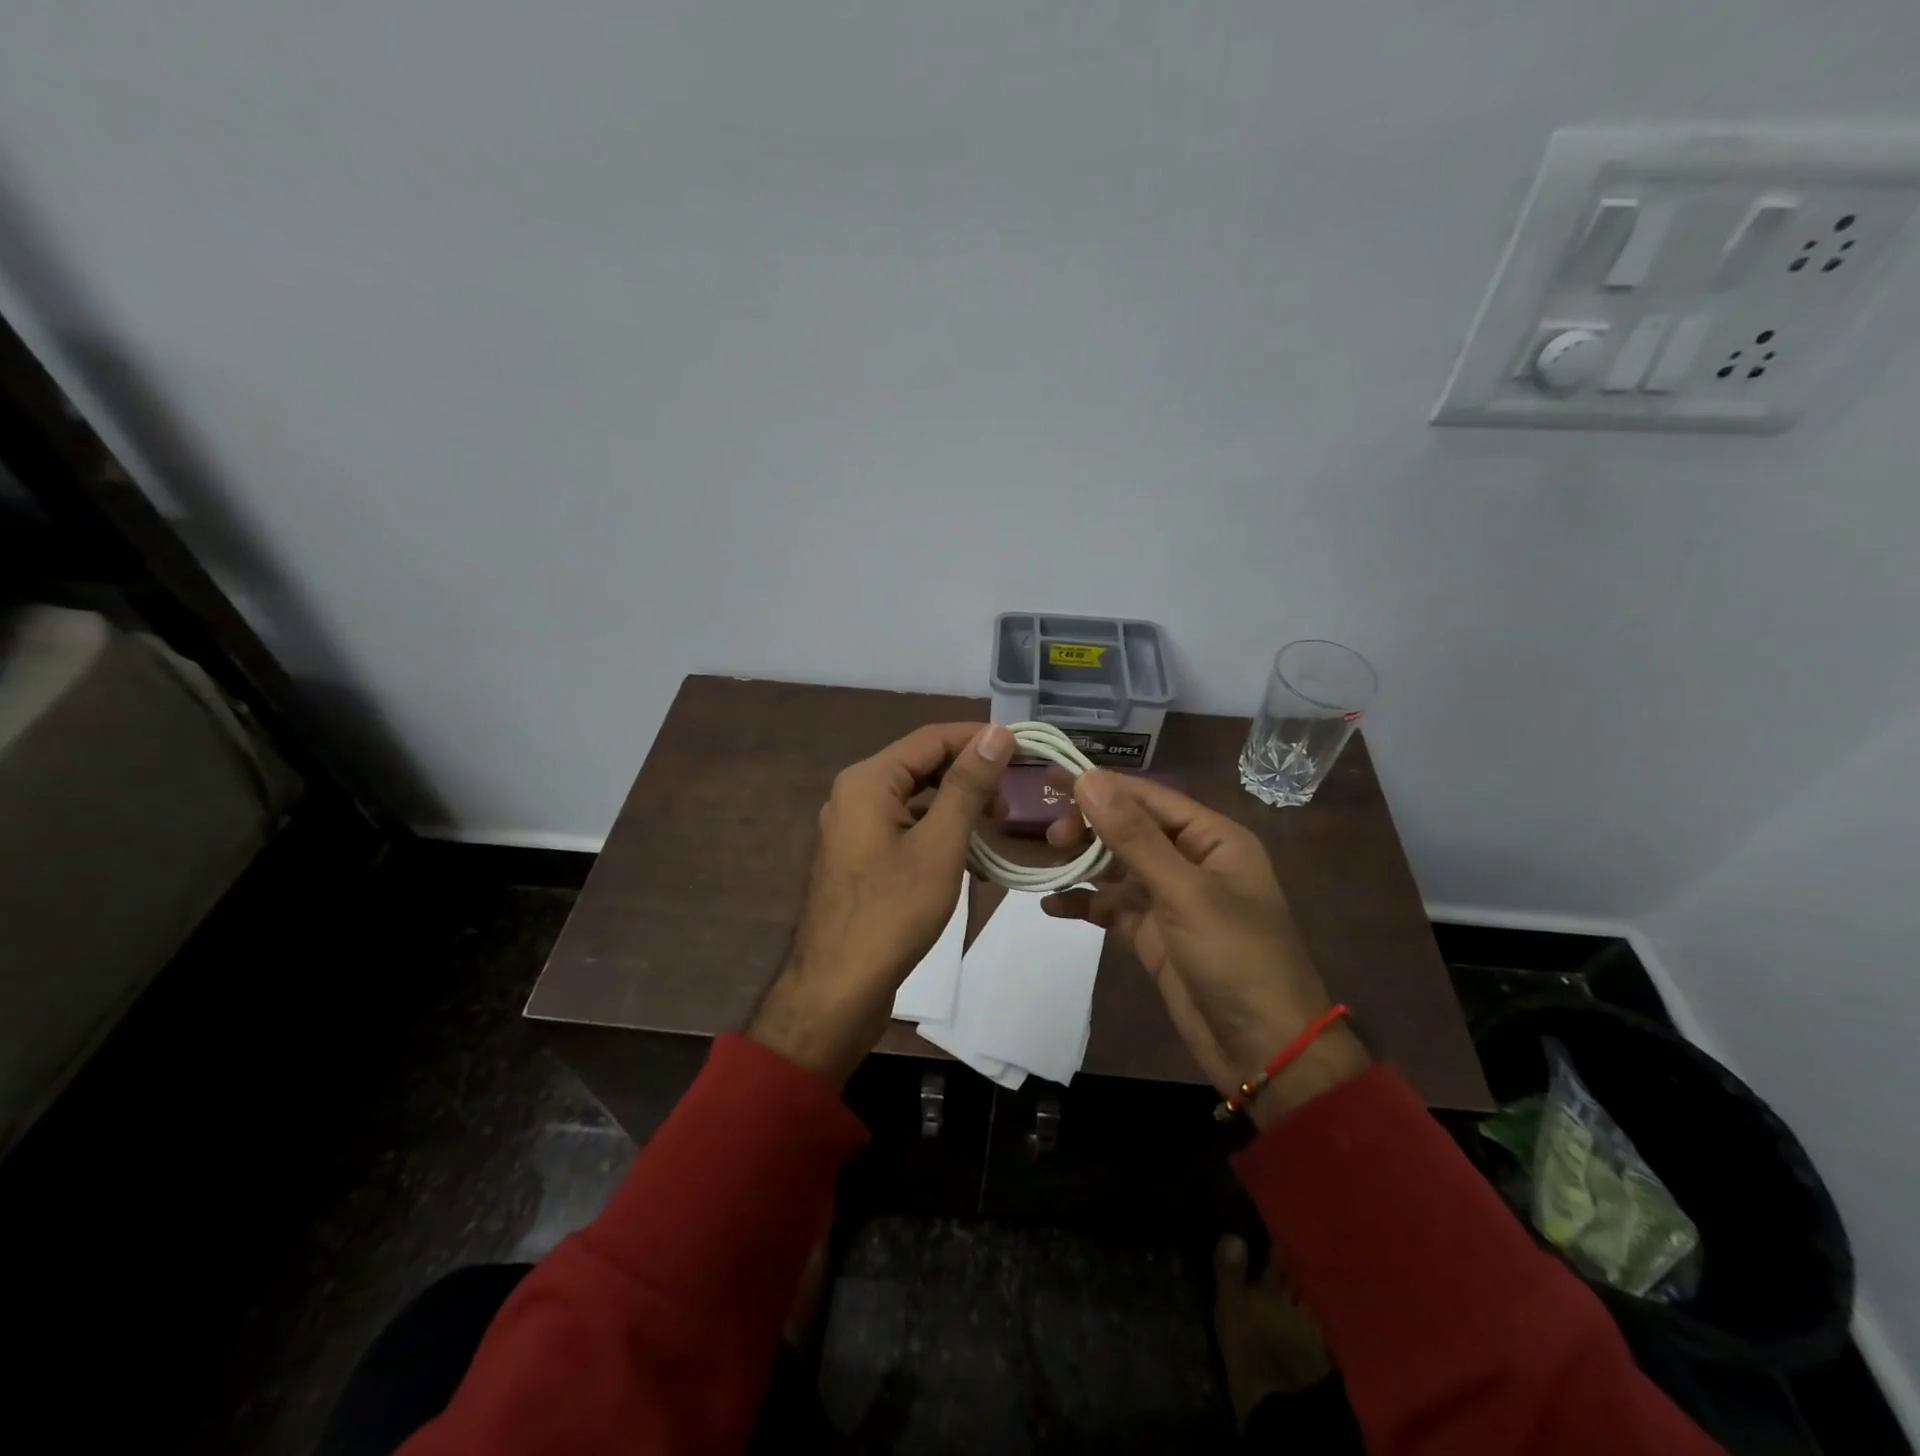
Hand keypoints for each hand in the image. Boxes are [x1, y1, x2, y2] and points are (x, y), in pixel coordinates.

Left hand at [749, 722, 1013, 1085]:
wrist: (839, 988)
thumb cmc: (893, 912)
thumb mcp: (939, 844)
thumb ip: (967, 785)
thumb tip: (997, 732)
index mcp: (867, 780)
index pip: (931, 738)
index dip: (979, 739)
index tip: (1024, 752)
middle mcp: (854, 793)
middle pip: (921, 765)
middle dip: (968, 775)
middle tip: (1010, 800)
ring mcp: (854, 827)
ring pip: (914, 798)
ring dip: (955, 805)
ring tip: (995, 824)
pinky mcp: (860, 857)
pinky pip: (904, 826)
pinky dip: (937, 830)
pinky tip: (968, 853)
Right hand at [1042, 772, 1368, 1122]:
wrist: (1264, 1050)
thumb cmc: (1235, 957)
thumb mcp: (1184, 892)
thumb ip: (1134, 836)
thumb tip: (1089, 780)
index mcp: (1212, 839)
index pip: (1149, 798)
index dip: (1102, 786)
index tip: (1053, 780)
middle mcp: (1192, 861)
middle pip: (1131, 830)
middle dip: (1090, 828)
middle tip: (1052, 836)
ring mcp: (1172, 900)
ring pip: (1117, 869)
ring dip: (1083, 865)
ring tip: (1046, 865)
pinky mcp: (1155, 935)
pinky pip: (1113, 909)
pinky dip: (1086, 905)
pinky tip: (1052, 906)